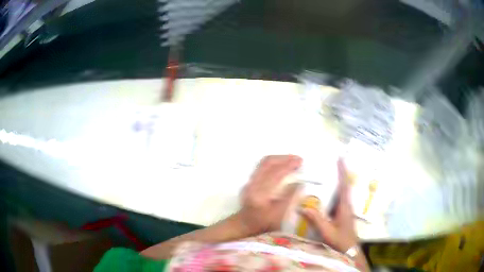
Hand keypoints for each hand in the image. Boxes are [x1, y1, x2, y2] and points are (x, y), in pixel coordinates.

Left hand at [238, 155, 301, 234]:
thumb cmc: (264, 223)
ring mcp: (249, 182)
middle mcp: (252, 185)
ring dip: (279, 159)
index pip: (275, 174)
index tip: (300, 161)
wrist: (245, 225)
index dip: (288, 165)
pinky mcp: (249, 181)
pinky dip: (274, 163)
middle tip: (298, 159)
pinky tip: (282, 165)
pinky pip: (262, 166)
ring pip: (264, 163)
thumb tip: (300, 183)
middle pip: (267, 163)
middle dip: (284, 158)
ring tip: (292, 160)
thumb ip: (290, 198)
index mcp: (260, 194)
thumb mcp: (280, 215)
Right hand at [300, 159, 357, 252]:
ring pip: (342, 192)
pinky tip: (326, 194)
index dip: (342, 171)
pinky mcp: (343, 214)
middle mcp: (346, 205)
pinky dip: (334, 192)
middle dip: (340, 173)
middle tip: (331, 162)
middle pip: (344, 186)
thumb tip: (303, 207)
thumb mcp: (327, 231)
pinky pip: (338, 199)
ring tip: (328, 173)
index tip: (340, 158)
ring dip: (337, 182)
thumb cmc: (340, 241)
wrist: (350, 250)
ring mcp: (345, 210)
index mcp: (344, 207)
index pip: (344, 185)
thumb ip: (316, 220)